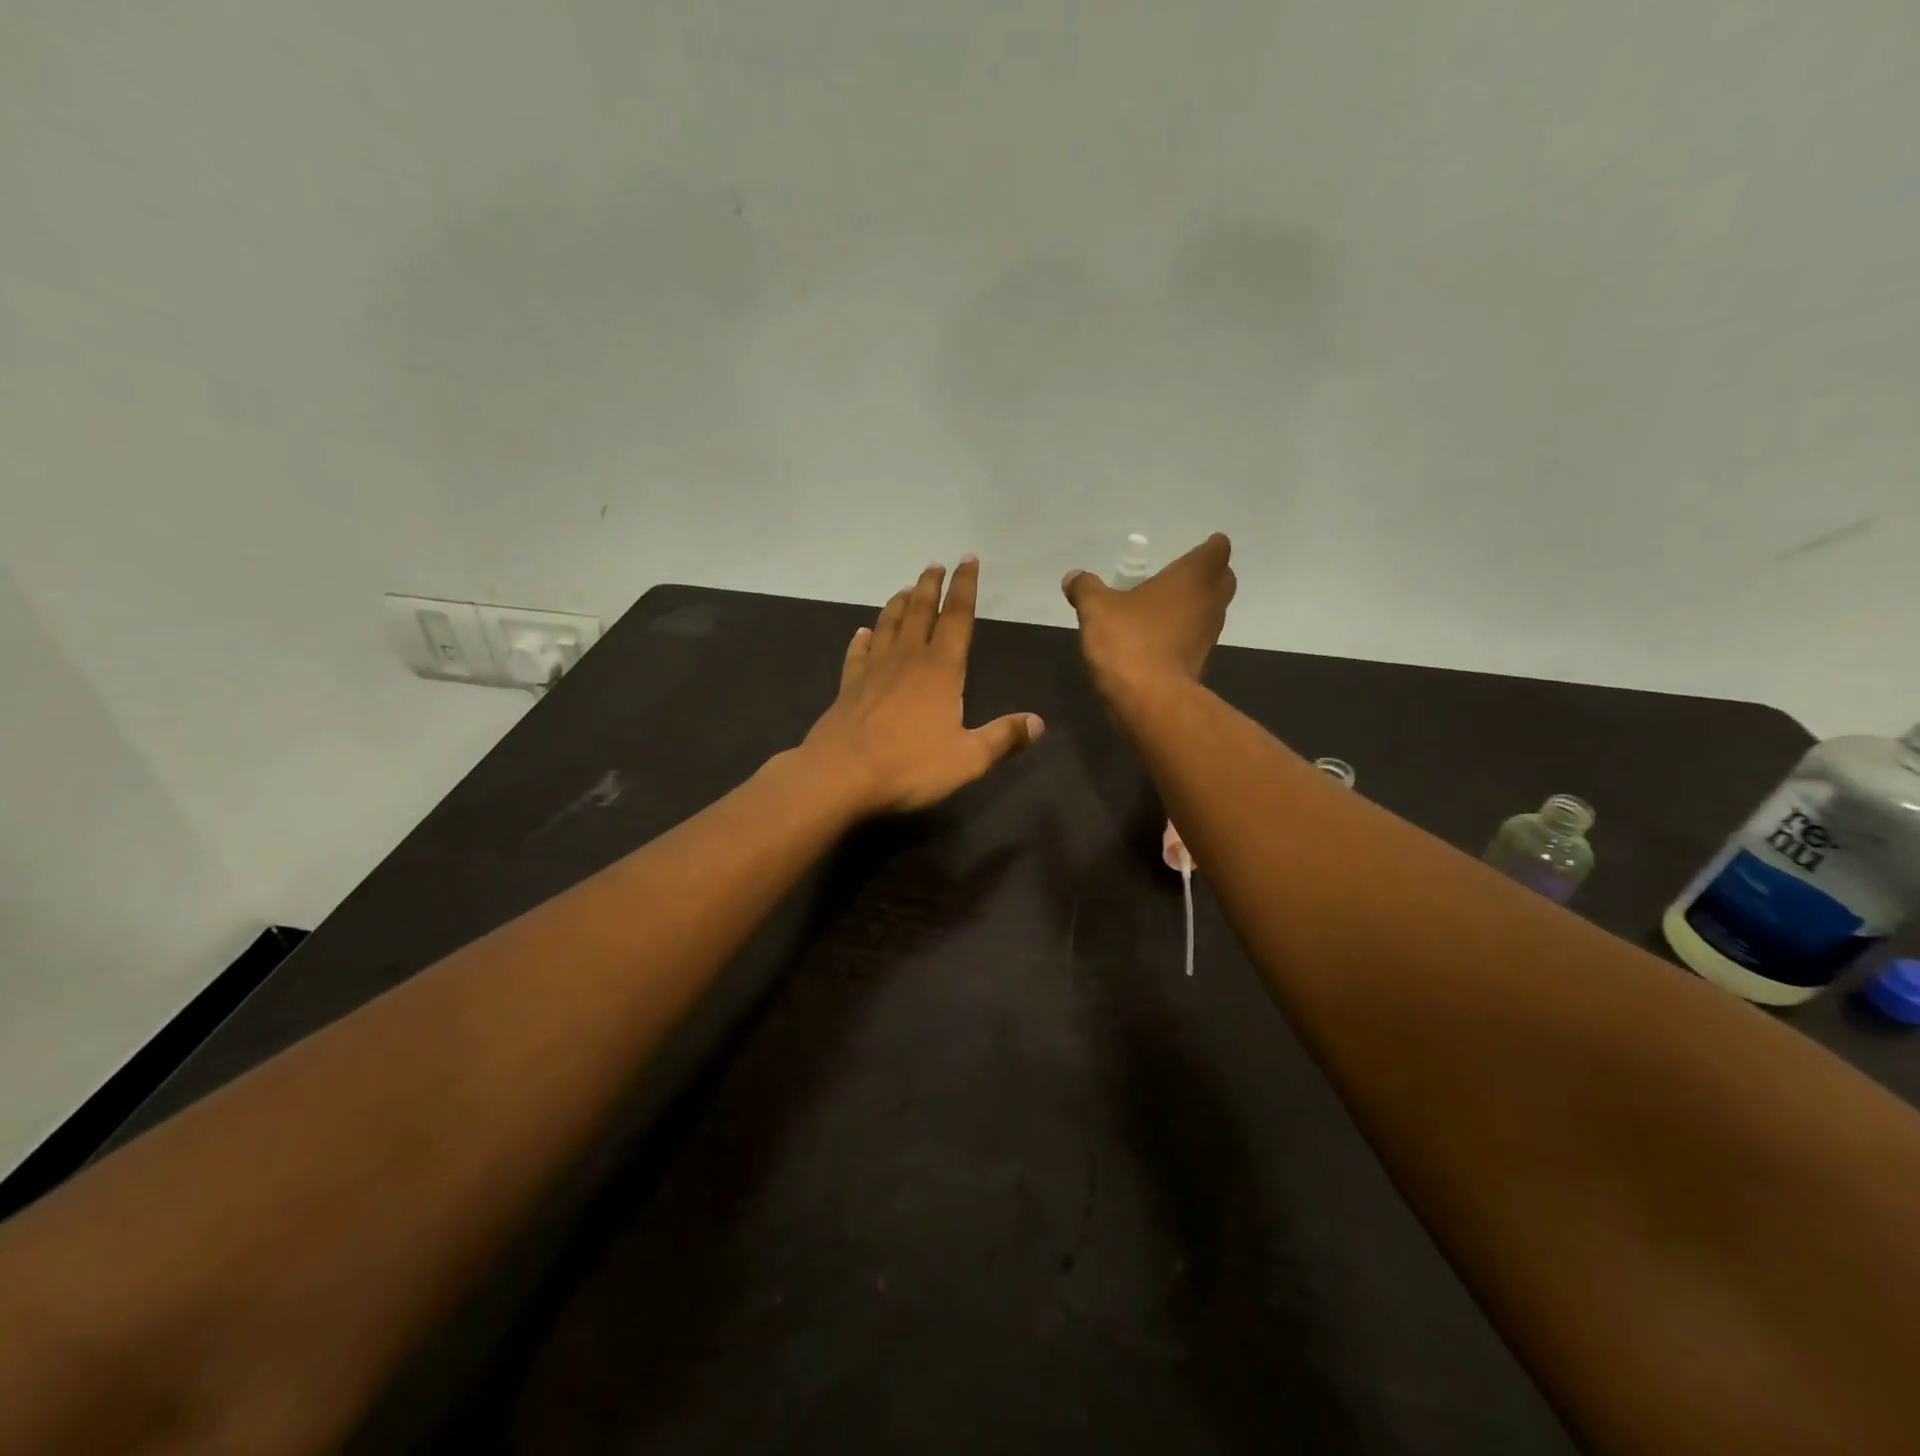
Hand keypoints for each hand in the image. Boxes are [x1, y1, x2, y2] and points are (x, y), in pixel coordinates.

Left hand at [803, 558, 1044, 815]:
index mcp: (941, 670)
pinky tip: (863, 633)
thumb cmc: (909, 765)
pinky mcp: (849, 687)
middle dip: (931, 586)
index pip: (958, 618)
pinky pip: (857, 654)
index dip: (965, 587)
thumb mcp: (968, 759)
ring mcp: (874, 671)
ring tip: (906, 589)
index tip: (968, 561)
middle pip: (921, 612)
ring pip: (889, 626)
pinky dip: (862, 640)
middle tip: (935, 565)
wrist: (841, 775)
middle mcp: (907, 660)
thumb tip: (1038, 723)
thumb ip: (1003, 739)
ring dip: (899, 604)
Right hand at [1062, 533, 1236, 697]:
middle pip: (1222, 579)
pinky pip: (1196, 638)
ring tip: (1163, 608)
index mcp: (1193, 577)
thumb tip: (1073, 577)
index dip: (1209, 547)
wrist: (1150, 700)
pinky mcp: (1201, 663)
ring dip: (1194, 606)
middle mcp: (1210, 602)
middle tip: (1178, 577)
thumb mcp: (1096, 609)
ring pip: (1211, 610)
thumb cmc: (1129, 641)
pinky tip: (1157, 639)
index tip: (1195, 549)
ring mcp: (1209, 635)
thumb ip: (1086, 588)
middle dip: (1206, 575)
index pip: (1217, 550)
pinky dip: (1184, 634)